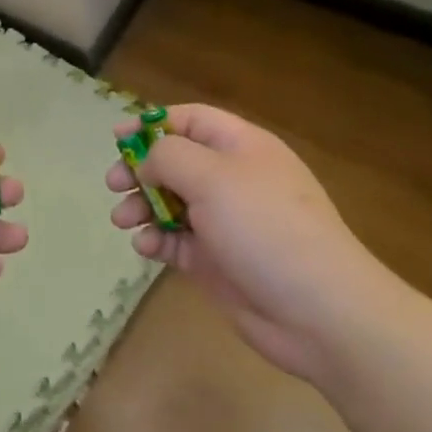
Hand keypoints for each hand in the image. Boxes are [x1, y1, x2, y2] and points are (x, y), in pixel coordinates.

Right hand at [107, 104, 389, 381]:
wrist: (318, 311)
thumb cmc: (265, 228)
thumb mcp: (213, 176)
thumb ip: (169, 156)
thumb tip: (147, 162)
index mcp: (241, 147)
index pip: (191, 120)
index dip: (152, 124)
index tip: (116, 138)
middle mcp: (232, 179)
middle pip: (175, 162)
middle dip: (140, 169)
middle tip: (113, 183)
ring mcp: (224, 222)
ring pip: (170, 202)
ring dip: (141, 206)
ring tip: (123, 220)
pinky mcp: (216, 260)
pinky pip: (176, 240)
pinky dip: (156, 240)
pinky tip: (146, 247)